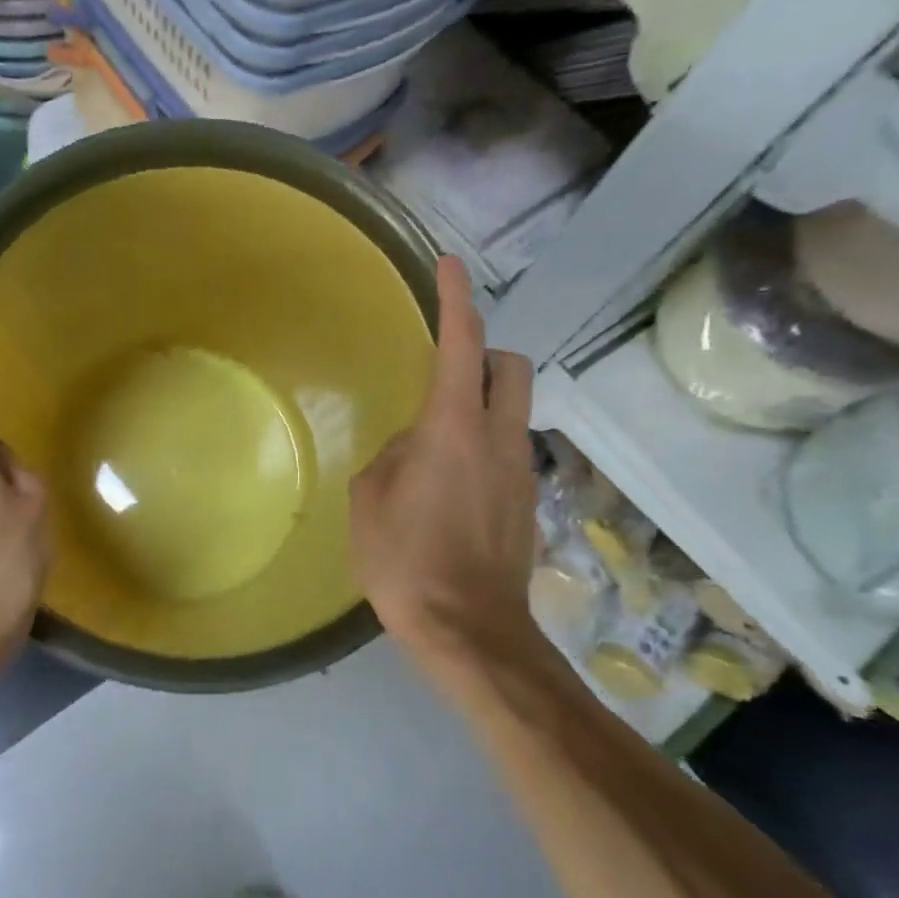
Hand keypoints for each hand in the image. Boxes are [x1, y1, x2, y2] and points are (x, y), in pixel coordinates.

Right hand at [351, 256, 539, 693]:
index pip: (462, 345)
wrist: (469, 632)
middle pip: (512, 367)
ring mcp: (520, 472)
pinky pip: (507, 452)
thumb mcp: (370, 499)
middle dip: (485, 354)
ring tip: (437, 448)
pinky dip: (483, 448)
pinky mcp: (527, 503)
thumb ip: (392, 457)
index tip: (448, 265)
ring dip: (483, 406)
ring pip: (514, 411)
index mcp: (454, 429)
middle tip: (448, 372)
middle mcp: (499, 439)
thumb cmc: (407, 561)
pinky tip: (450, 490)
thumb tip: (413, 449)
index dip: (455, 300)